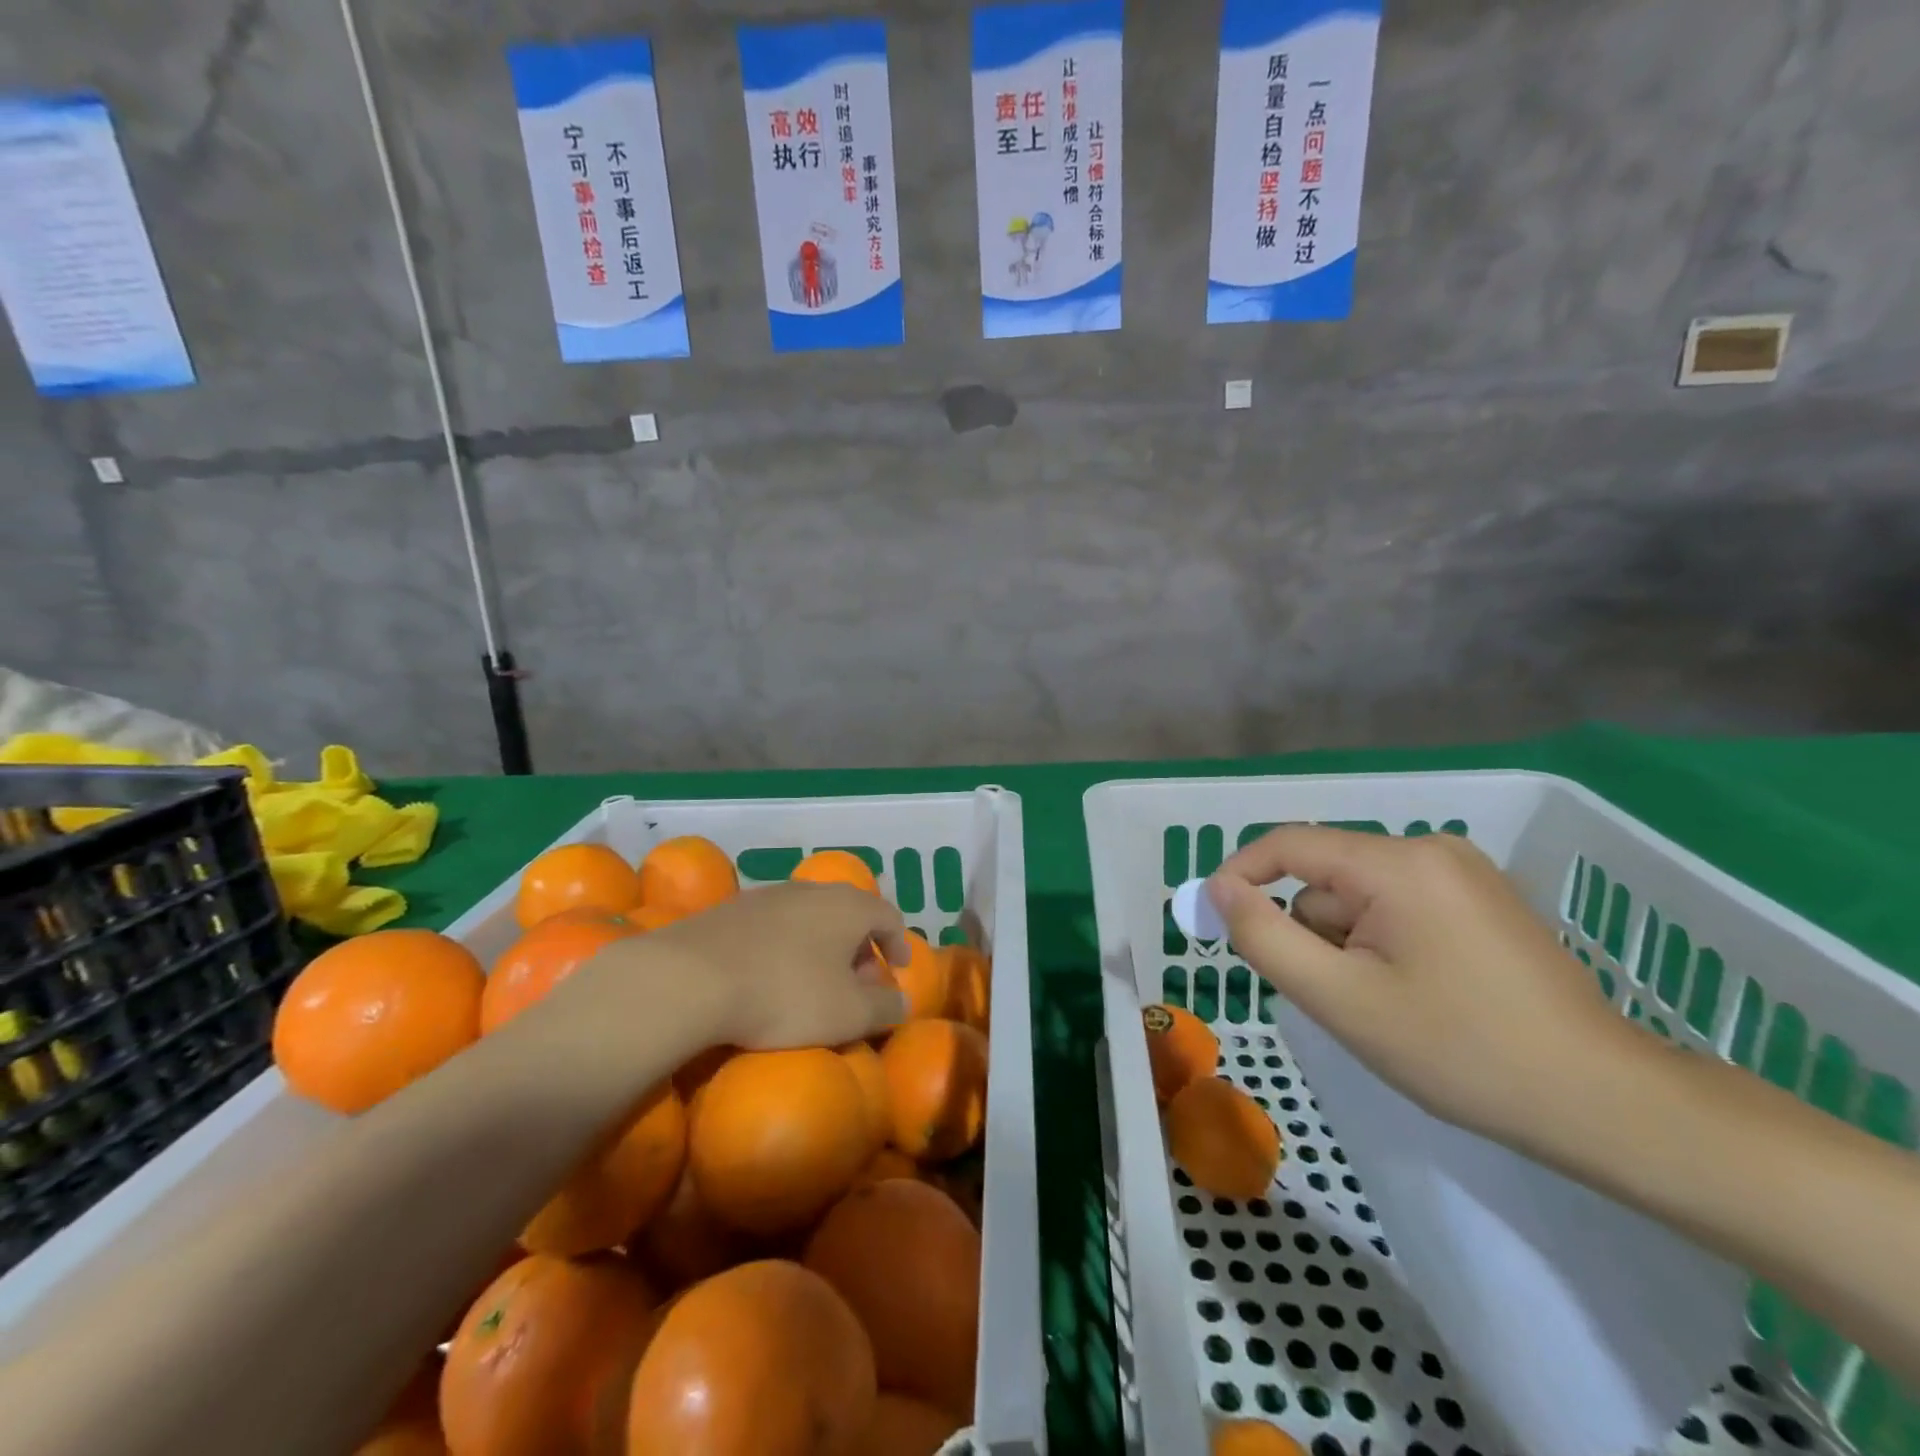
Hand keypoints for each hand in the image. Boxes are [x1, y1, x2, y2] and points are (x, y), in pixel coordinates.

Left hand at [584, 881, 909, 1052]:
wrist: (691, 978)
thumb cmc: (785, 994)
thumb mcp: (848, 1014)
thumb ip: (885, 1007)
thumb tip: (903, 1000)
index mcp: (848, 906)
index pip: (888, 916)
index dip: (898, 943)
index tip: (899, 968)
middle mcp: (812, 889)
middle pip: (849, 913)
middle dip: (859, 947)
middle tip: (859, 983)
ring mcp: (768, 895)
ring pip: (810, 916)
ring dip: (821, 945)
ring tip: (815, 980)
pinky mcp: (731, 909)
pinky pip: (774, 925)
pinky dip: (786, 946)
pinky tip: (770, 975)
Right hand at [1207, 826, 1651, 1148]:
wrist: (1602, 1102)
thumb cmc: (1459, 1050)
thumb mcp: (1341, 999)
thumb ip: (1265, 936)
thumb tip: (1220, 889)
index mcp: (1397, 864)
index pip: (1288, 844)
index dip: (1239, 874)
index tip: (1213, 919)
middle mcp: (1430, 849)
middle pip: (1326, 875)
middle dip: (1311, 931)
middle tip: (1335, 996)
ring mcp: (1462, 871)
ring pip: (1359, 894)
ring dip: (1347, 942)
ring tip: (1384, 1003)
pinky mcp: (1480, 898)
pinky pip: (1396, 905)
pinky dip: (1380, 941)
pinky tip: (1415, 993)